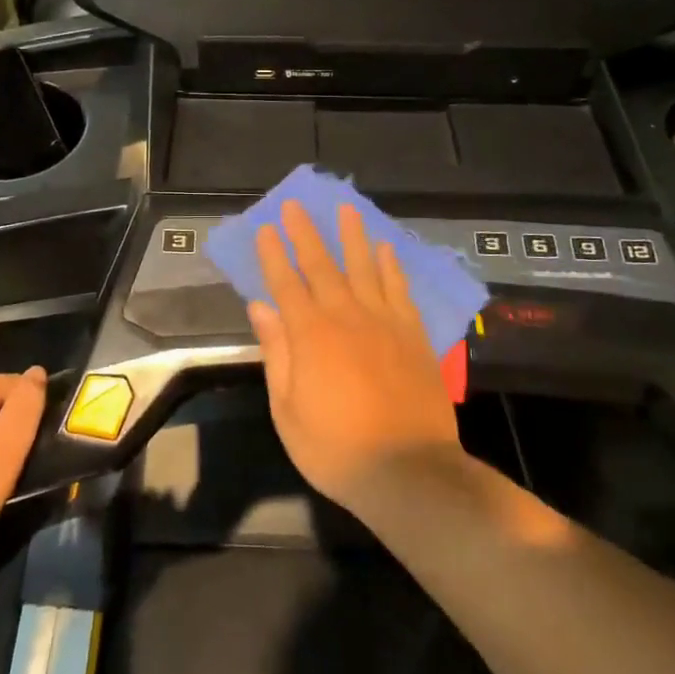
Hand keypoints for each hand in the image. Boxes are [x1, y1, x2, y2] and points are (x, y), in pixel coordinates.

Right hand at [249, 201, 462, 512]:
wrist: (408, 469)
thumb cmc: (336, 448)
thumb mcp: (288, 410)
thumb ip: (276, 353)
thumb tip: (261, 308)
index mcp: (310, 335)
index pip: (286, 284)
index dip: (273, 255)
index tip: (265, 229)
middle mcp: (346, 316)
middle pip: (322, 266)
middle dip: (306, 233)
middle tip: (296, 204)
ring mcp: (384, 322)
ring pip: (365, 267)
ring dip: (353, 236)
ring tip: (347, 208)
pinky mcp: (413, 334)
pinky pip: (400, 290)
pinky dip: (392, 267)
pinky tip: (387, 249)